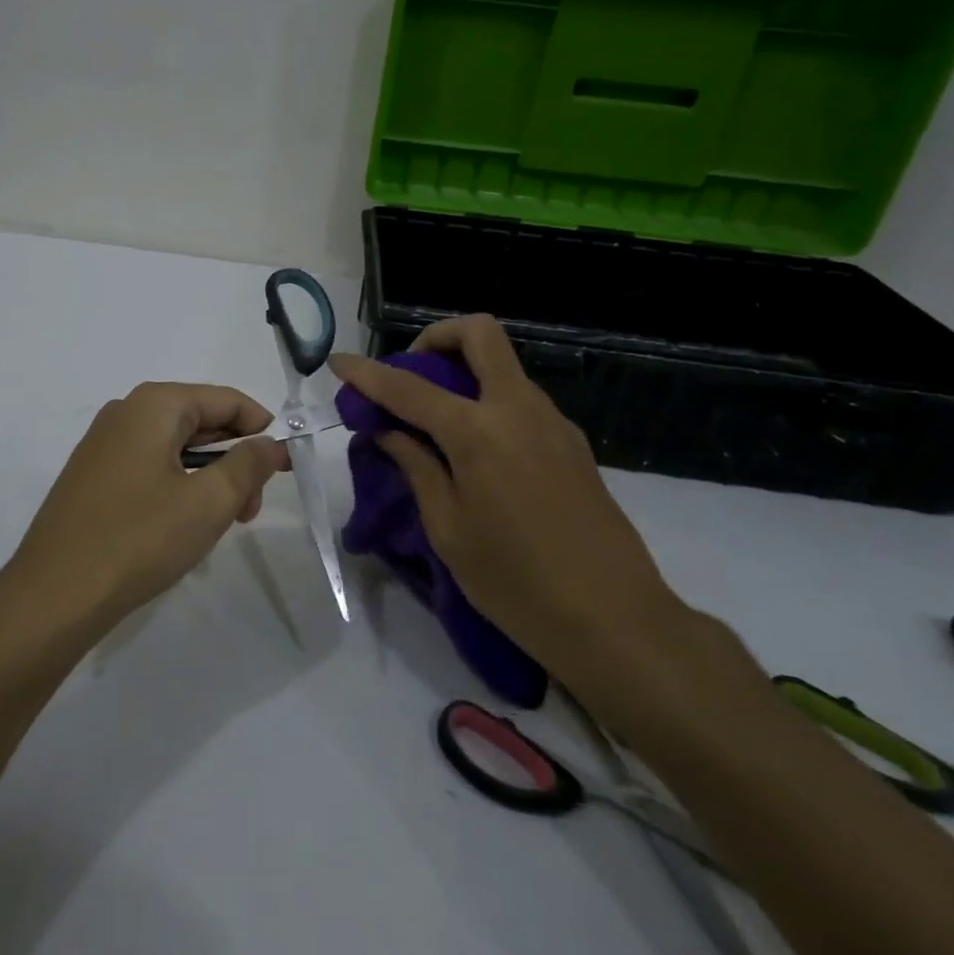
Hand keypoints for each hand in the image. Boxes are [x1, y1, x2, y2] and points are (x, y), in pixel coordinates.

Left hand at [9, 382, 288, 624]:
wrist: (53, 595)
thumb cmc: (139, 540)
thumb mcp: (209, 502)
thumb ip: (249, 464)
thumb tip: (270, 443)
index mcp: (155, 404)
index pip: (228, 401)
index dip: (263, 431)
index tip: (283, 472)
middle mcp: (126, 412)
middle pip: (201, 421)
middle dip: (235, 460)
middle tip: (248, 511)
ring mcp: (104, 443)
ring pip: (176, 447)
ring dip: (208, 478)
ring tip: (217, 526)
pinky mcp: (92, 475)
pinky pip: (150, 466)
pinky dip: (177, 487)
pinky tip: (180, 526)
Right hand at [329, 317, 687, 677]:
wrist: (615, 620)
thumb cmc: (516, 583)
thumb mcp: (448, 529)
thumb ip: (416, 467)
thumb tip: (388, 431)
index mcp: (479, 432)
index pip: (408, 387)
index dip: (367, 373)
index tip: (339, 363)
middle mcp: (519, 409)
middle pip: (478, 334)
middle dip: (434, 339)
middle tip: (408, 378)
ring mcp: (552, 422)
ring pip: (502, 365)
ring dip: (462, 373)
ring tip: (433, 424)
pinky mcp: (571, 442)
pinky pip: (519, 398)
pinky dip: (486, 402)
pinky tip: (474, 451)